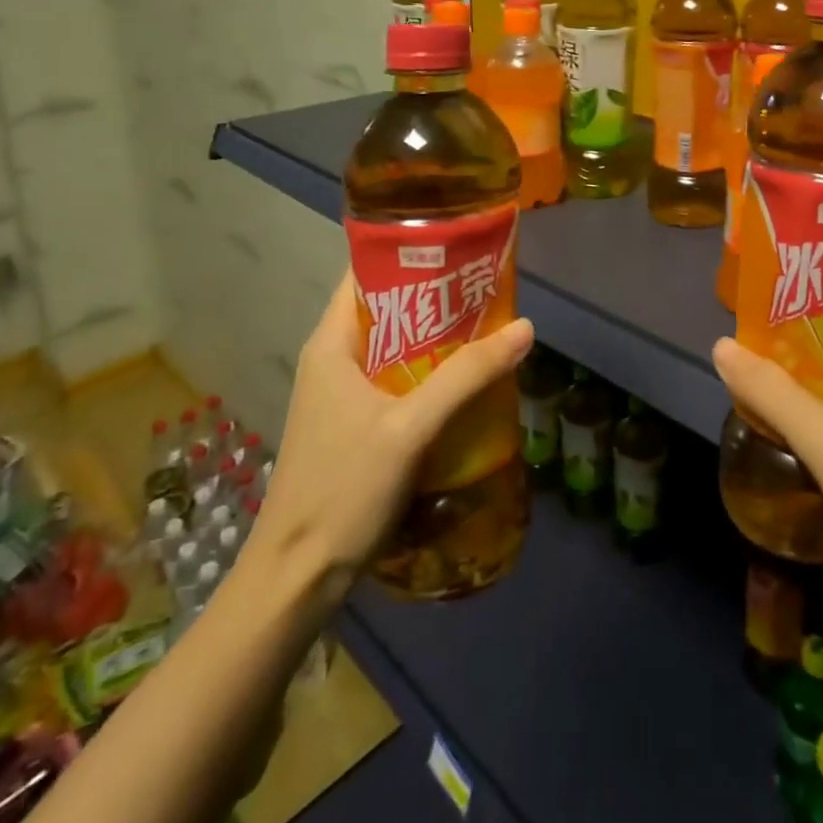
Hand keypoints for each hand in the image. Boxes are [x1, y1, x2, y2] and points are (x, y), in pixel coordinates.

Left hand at [244, 272, 534, 588]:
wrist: (296, 578)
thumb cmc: (343, 489)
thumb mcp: (410, 427)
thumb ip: (467, 375)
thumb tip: (525, 327)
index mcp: (332, 342)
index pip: (367, 273)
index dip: (411, 252)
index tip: (460, 244)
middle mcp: (334, 358)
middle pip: (389, 307)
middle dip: (437, 295)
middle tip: (488, 286)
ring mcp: (342, 393)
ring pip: (396, 345)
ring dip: (438, 336)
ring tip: (489, 324)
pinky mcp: (354, 423)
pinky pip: (397, 378)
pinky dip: (430, 370)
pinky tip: (467, 379)